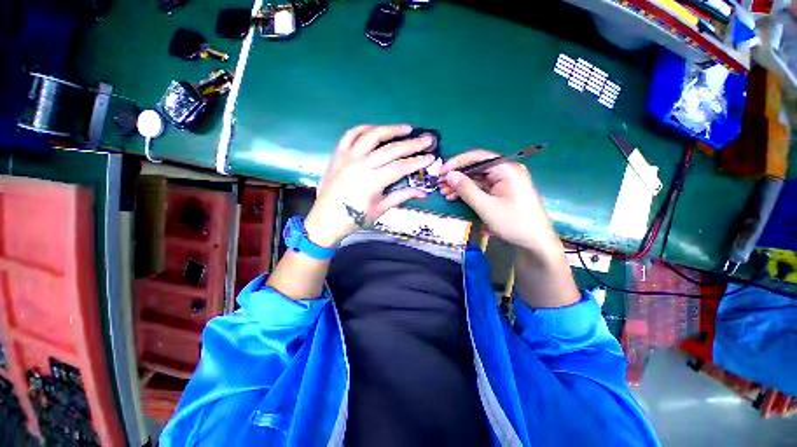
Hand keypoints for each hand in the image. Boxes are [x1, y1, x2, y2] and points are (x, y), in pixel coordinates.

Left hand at [304, 125, 435, 246]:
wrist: (326, 219)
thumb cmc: (355, 218)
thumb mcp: (380, 209)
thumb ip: (402, 196)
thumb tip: (423, 192)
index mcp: (373, 181)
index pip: (401, 167)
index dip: (418, 162)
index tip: (431, 157)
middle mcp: (361, 164)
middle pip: (391, 149)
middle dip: (412, 144)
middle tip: (427, 138)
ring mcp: (348, 156)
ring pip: (372, 135)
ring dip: (391, 129)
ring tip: (406, 128)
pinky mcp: (338, 154)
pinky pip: (351, 135)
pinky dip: (364, 129)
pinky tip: (376, 129)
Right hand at [438, 150, 558, 253]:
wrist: (535, 242)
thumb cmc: (513, 223)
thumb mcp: (486, 206)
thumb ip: (466, 189)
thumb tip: (449, 174)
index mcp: (506, 169)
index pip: (477, 157)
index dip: (457, 163)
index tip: (441, 172)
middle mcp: (506, 171)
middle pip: (476, 168)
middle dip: (457, 176)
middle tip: (439, 185)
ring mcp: (504, 182)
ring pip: (477, 179)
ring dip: (460, 185)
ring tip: (444, 193)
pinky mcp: (501, 192)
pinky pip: (481, 188)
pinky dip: (468, 192)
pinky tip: (455, 197)